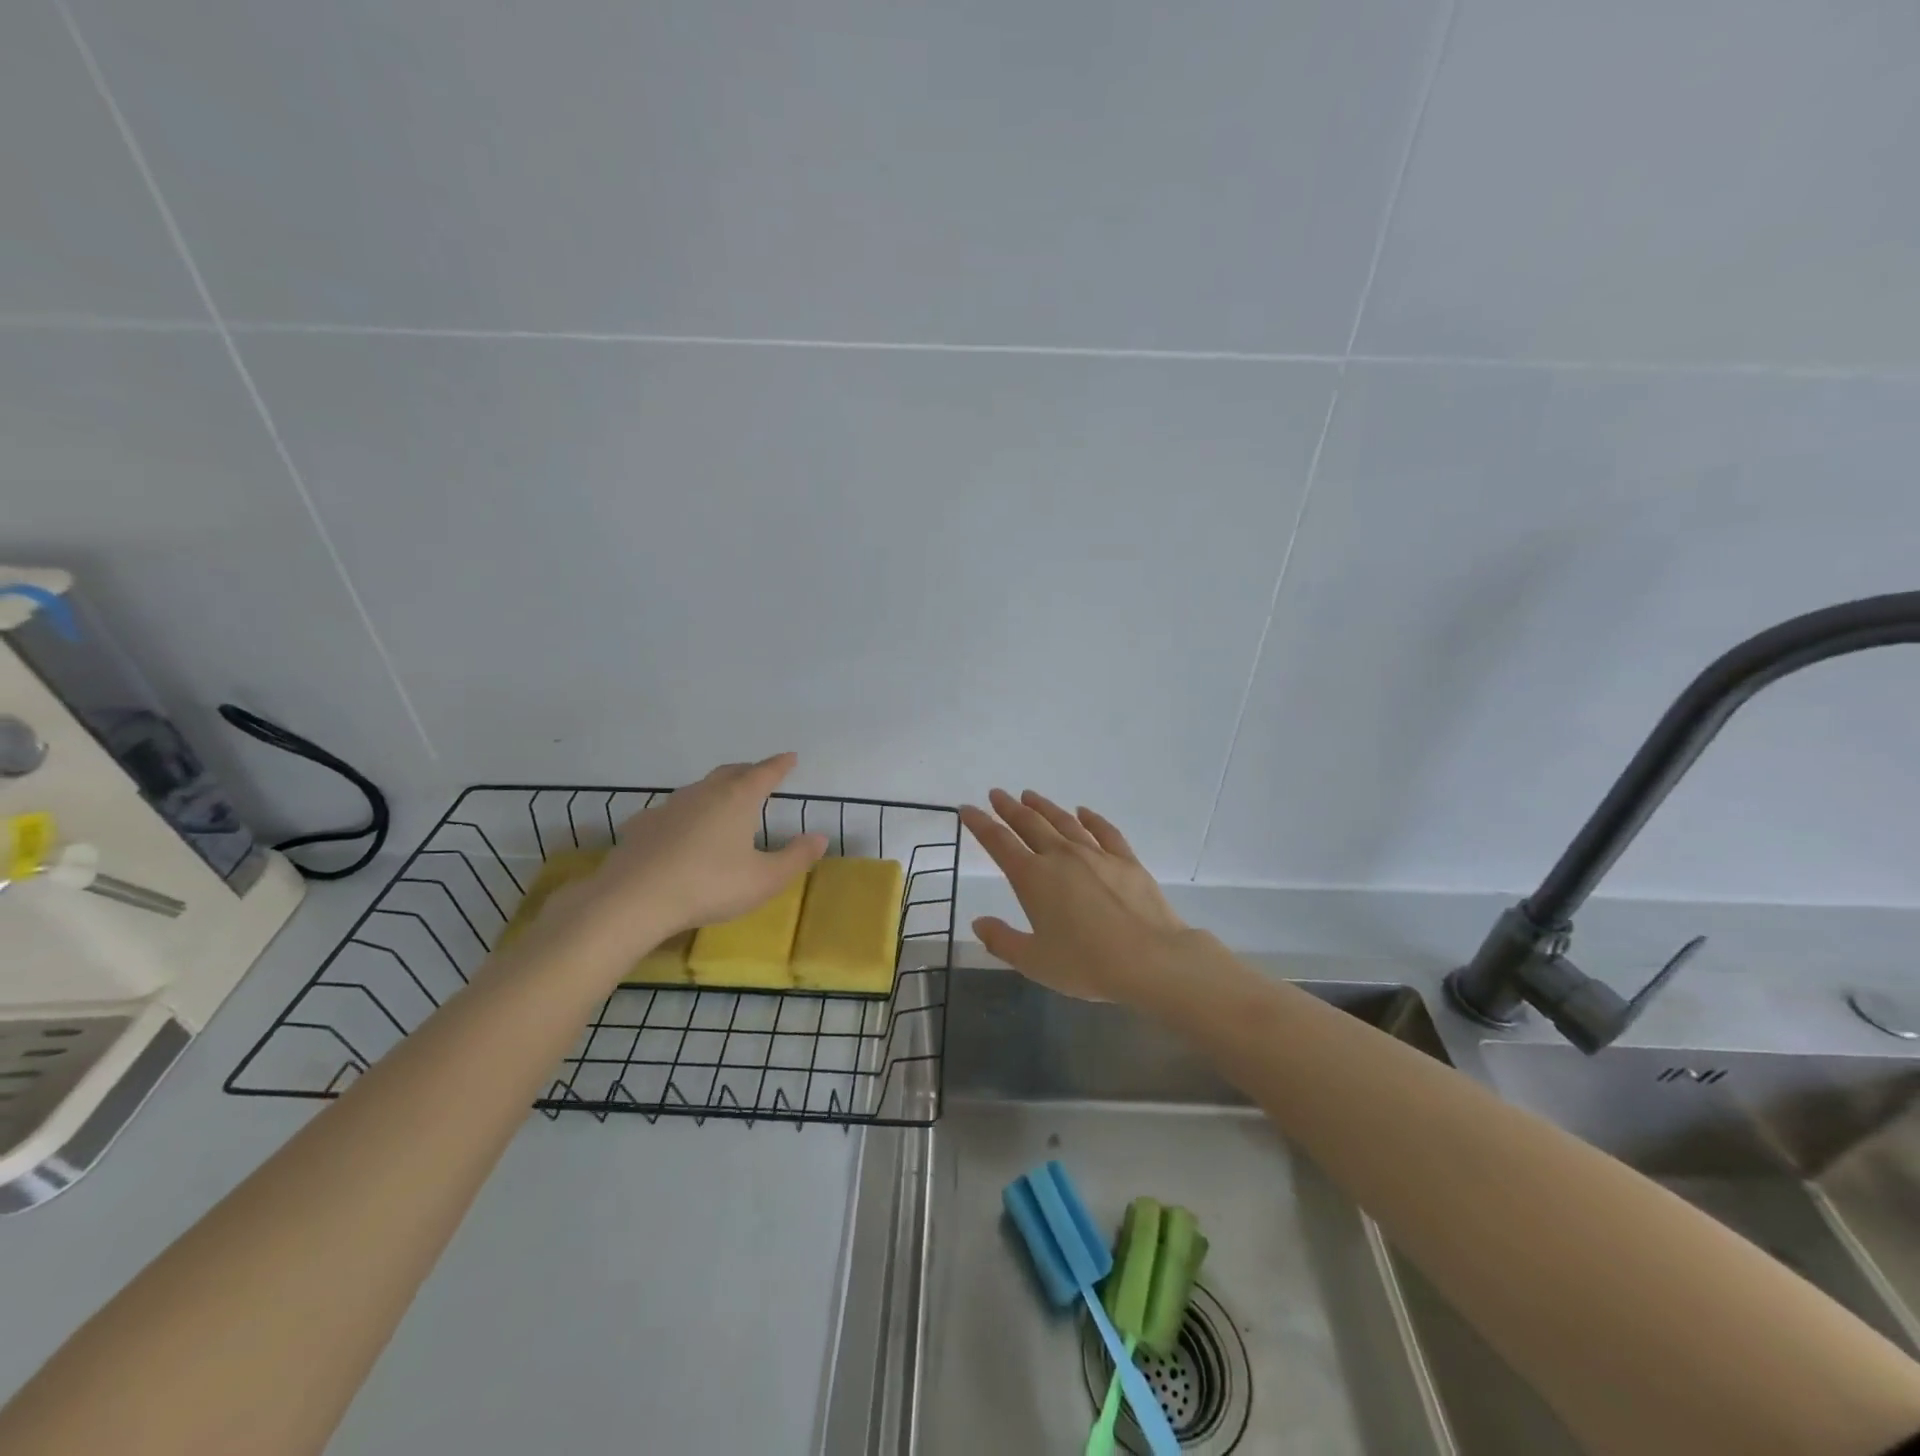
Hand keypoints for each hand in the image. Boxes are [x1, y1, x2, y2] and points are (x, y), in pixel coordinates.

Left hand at [544, 754, 826, 961]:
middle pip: (731, 773)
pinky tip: (680, 829)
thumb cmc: (710, 885)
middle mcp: (704, 793)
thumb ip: (796, 858)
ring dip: (716, 789)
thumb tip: (820, 837)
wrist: (634, 899)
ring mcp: (669, 807)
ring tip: (724, 800)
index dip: (780, 765)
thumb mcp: (765, 880)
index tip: (790, 757)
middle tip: (760, 774)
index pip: (765, 773)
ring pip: (699, 789)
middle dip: (748, 771)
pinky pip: (671, 811)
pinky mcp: (643, 826)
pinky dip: (685, 814)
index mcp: (738, 799)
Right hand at [960, 789, 1186, 1001]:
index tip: (967, 809)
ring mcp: (1096, 854)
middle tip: (996, 794)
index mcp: (1033, 878)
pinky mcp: (1125, 860)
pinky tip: (1083, 811)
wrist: (1151, 960)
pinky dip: (1091, 818)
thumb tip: (979, 923)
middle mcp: (1061, 857)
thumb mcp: (1034, 961)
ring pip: (1064, 822)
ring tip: (1030, 795)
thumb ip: (1002, 941)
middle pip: (1030, 824)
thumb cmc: (1086, 964)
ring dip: (1044, 807)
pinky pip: (1104, 831)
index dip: (981, 824)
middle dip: (1009, 808)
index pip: (999, 843)